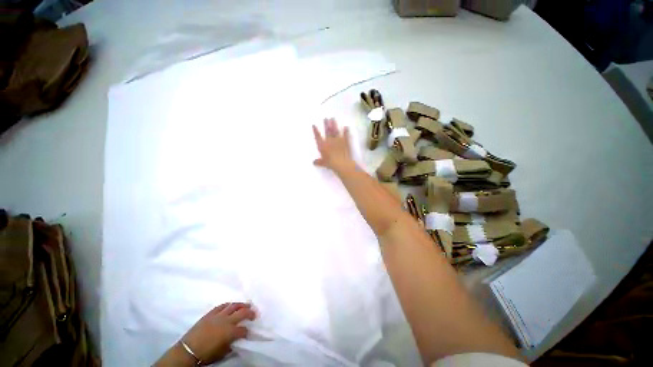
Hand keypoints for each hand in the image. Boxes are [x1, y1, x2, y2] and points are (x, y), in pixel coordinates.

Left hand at [181, 302, 255, 364]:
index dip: (247, 331)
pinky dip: (228, 304)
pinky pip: (222, 305)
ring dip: (242, 304)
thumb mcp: (222, 353)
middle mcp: (227, 320)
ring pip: (233, 305)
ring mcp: (218, 315)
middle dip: (250, 312)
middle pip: (242, 312)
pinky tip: (232, 305)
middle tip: (255, 313)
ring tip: (247, 304)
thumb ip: (231, 344)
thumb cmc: (206, 354)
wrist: (188, 350)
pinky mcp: (211, 313)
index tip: (249, 332)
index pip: (244, 329)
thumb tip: (236, 340)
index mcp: (230, 332)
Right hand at [313, 118, 354, 173]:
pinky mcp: (345, 141)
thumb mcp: (323, 163)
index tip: (314, 125)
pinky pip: (346, 135)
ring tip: (333, 118)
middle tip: (326, 118)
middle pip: (327, 131)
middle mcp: (329, 141)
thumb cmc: (331, 163)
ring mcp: (338, 140)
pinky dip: (346, 131)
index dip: (315, 131)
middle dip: (326, 124)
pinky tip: (346, 127)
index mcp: (323, 145)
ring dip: (334, 124)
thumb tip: (314, 162)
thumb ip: (319, 162)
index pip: (318, 136)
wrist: (342, 163)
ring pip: (335, 131)